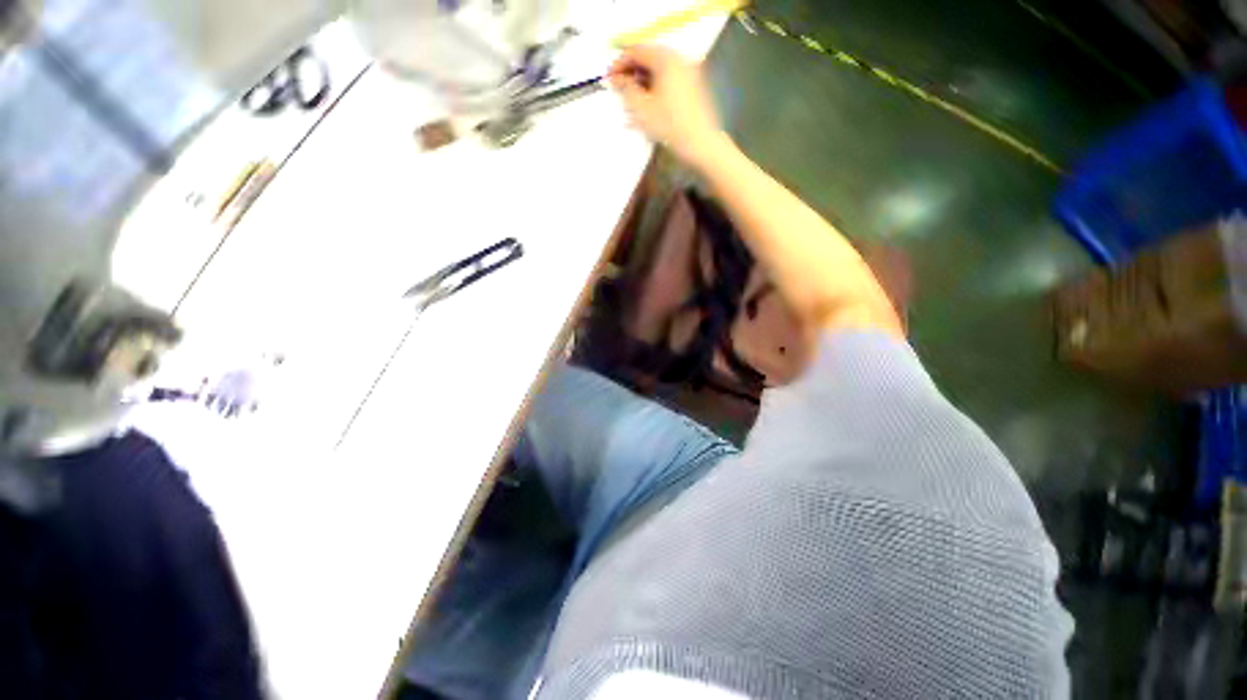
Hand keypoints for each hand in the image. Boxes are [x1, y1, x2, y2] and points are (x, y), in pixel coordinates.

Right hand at [608, 45, 728, 168]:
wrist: (701, 143)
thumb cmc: (670, 124)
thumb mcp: (637, 104)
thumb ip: (623, 85)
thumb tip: (616, 78)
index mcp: (667, 61)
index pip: (637, 50)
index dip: (619, 63)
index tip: (609, 77)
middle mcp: (681, 61)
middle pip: (650, 55)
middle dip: (631, 68)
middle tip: (619, 84)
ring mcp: (691, 73)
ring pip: (660, 66)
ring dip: (642, 76)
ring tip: (631, 94)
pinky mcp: (695, 85)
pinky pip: (670, 76)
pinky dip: (656, 82)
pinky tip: (647, 99)